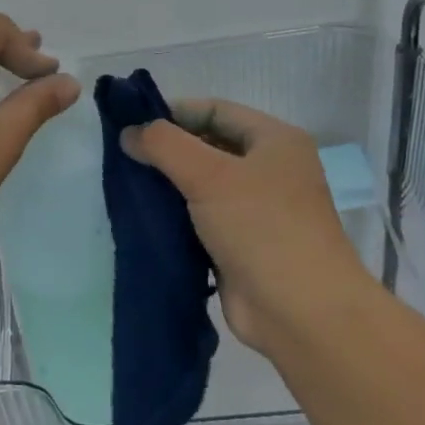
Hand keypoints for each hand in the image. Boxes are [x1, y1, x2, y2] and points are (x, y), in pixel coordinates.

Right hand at [123, 99, 367, 357]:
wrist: (301, 313)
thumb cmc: (262, 228)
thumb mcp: (209, 175)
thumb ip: (164, 145)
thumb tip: (129, 133)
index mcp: (275, 141)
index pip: (216, 110)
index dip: (174, 112)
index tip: (131, 124)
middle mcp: (270, 170)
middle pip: (209, 146)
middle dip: (167, 150)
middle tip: (123, 155)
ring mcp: (257, 210)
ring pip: (202, 184)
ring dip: (168, 185)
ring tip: (126, 184)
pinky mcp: (241, 244)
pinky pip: (200, 218)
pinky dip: (175, 216)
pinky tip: (143, 217)